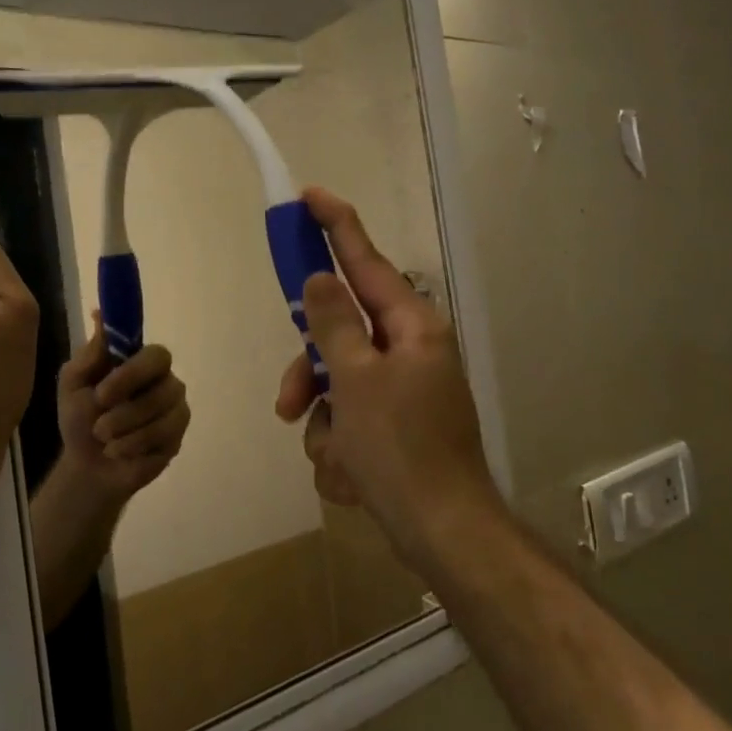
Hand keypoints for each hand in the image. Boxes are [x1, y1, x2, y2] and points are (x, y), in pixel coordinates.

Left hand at [55, 315, 190, 504]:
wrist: (86, 465)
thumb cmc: (80, 418)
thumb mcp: (73, 384)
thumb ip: (90, 354)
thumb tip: (100, 315)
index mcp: (142, 364)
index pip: (157, 355)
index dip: (133, 373)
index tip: (102, 392)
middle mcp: (166, 383)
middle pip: (164, 388)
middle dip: (126, 410)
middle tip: (98, 425)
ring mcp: (175, 412)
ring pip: (162, 417)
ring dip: (124, 431)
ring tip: (103, 438)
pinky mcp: (177, 439)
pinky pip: (162, 441)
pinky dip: (131, 448)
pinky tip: (118, 452)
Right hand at [274, 187, 497, 563]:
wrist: (442, 534)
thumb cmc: (401, 449)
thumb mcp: (357, 381)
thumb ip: (333, 324)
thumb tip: (320, 278)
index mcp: (411, 328)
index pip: (365, 262)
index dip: (336, 227)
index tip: (309, 197)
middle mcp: (409, 352)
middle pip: (338, 337)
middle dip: (310, 376)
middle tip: (289, 405)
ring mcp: (403, 393)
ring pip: (336, 387)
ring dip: (324, 425)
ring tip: (336, 461)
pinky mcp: (395, 430)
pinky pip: (348, 424)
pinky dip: (341, 450)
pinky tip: (354, 479)